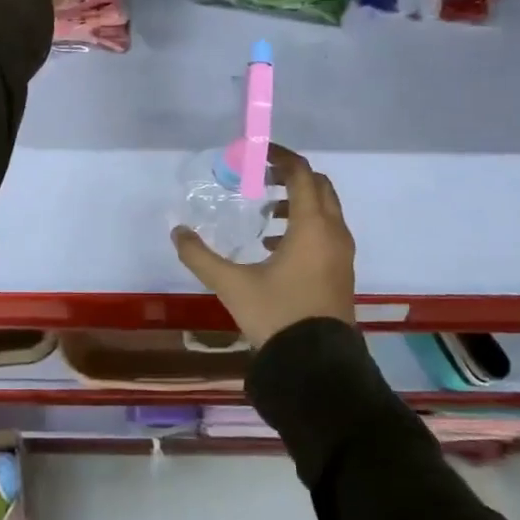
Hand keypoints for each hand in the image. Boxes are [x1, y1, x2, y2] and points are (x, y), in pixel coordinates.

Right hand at [172, 145, 355, 348]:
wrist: (317, 367)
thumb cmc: (277, 316)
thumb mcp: (232, 285)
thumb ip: (200, 256)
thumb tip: (177, 232)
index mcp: (312, 226)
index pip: (301, 173)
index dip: (280, 156)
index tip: (257, 153)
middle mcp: (333, 232)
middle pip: (318, 186)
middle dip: (290, 177)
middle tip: (259, 179)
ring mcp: (342, 253)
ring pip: (325, 210)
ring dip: (298, 202)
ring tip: (265, 215)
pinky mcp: (341, 272)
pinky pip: (327, 232)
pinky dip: (305, 225)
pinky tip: (274, 247)